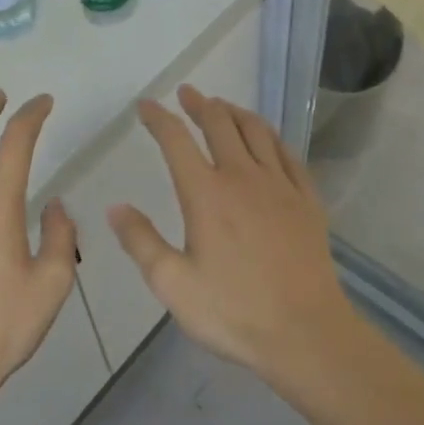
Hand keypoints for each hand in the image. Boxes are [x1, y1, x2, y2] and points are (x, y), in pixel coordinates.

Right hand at [107, 85, 352, 379]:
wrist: (306, 332)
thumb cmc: (234, 311)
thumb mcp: (173, 285)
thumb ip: (141, 242)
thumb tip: (116, 207)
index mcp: (206, 194)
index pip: (176, 141)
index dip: (159, 118)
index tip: (146, 105)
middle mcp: (243, 177)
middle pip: (220, 124)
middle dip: (200, 104)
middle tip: (187, 93)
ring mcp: (280, 185)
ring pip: (257, 131)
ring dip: (235, 112)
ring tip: (223, 106)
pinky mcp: (307, 199)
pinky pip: (288, 153)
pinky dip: (271, 136)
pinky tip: (267, 139)